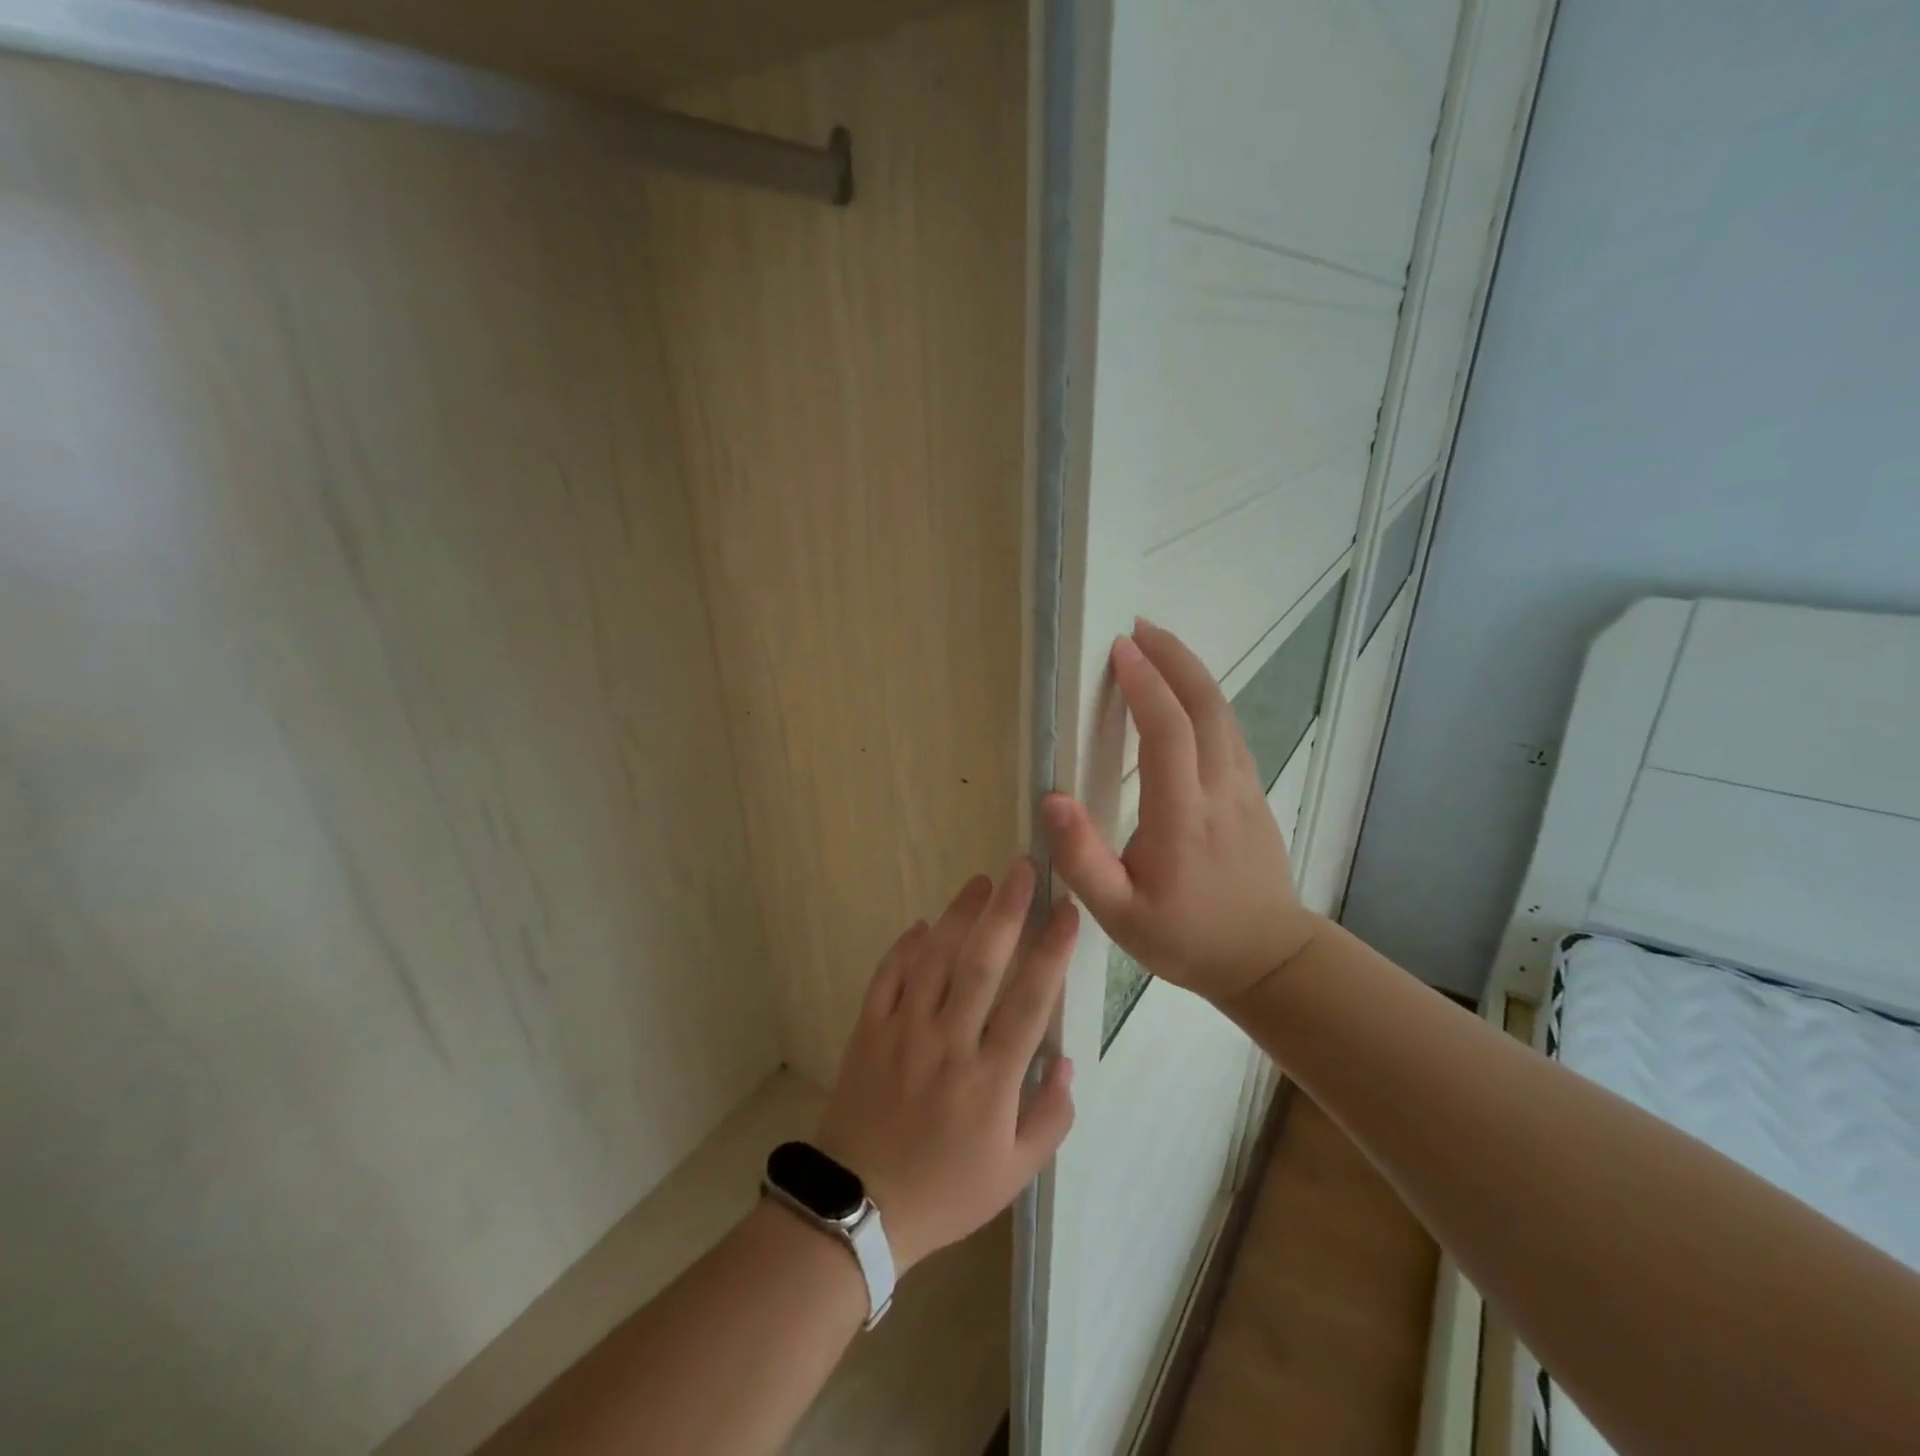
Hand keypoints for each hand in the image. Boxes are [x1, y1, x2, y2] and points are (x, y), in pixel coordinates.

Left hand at [815, 860, 1077, 1273]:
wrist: (860, 1207)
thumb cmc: (946, 1191)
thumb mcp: (1014, 1173)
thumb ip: (1050, 1117)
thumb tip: (1066, 1061)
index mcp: (991, 1078)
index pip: (1030, 1000)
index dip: (1052, 950)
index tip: (1066, 910)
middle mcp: (949, 1043)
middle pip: (982, 964)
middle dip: (1007, 912)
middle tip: (1023, 869)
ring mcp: (904, 1031)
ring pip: (935, 959)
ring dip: (959, 916)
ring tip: (980, 882)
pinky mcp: (868, 1030)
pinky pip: (887, 977)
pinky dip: (904, 947)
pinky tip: (923, 925)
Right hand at [1041, 619, 1321, 1004]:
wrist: (1267, 959)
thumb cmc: (1186, 938)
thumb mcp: (1119, 916)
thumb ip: (1082, 860)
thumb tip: (1051, 799)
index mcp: (1183, 816)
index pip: (1167, 731)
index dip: (1144, 683)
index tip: (1119, 649)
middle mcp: (1219, 789)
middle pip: (1205, 705)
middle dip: (1173, 657)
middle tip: (1138, 628)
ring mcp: (1244, 788)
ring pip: (1223, 713)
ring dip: (1191, 671)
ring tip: (1157, 646)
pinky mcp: (1253, 793)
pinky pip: (1229, 731)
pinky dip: (1205, 698)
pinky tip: (1184, 693)